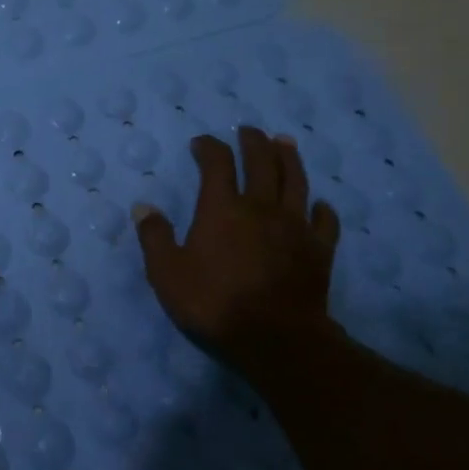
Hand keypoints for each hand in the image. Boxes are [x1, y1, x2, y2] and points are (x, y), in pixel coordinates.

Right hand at [133, 127, 340, 393]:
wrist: (275, 338)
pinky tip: (319, 204)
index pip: (217, 163)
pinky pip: (324, 221)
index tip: (201, 143)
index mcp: (222, 208)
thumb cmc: (214, 303)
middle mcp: (261, 207)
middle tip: (248, 130)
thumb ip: (155, 237)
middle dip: (253, 142)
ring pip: (295, 181)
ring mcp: (295, 226)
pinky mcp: (319, 249)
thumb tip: (144, 207)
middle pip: (261, 162)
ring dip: (289, 159)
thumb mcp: (168, 274)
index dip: (208, 147)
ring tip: (284, 143)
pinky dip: (322, 209)